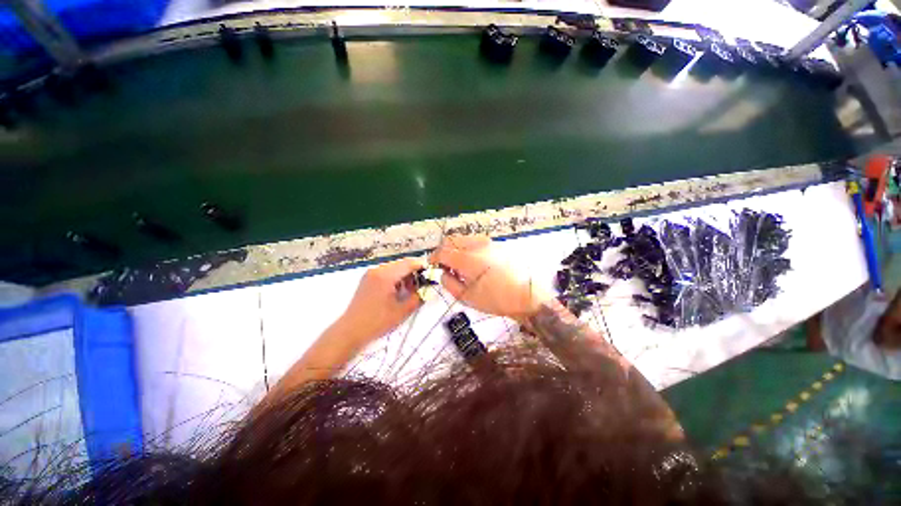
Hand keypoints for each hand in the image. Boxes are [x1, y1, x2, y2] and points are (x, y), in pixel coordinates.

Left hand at [336, 257, 426, 345]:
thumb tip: (430, 288)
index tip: (433, 275)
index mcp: (386, 275)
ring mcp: (371, 273)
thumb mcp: (402, 310)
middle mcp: (378, 269)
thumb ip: (419, 296)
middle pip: (402, 264)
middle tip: (423, 285)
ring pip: (395, 268)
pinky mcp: (368, 279)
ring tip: (411, 291)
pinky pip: (387, 273)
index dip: (423, 267)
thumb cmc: (377, 321)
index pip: (409, 263)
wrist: (350, 331)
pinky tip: (399, 291)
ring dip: (406, 276)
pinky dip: (397, 278)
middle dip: (415, 272)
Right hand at [430, 235, 551, 321]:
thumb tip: (443, 273)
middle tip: (445, 265)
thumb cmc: (496, 299)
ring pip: (463, 239)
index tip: (432, 264)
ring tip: (459, 265)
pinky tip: (472, 262)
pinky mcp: (496, 244)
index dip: (434, 257)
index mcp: (468, 259)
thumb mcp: (467, 297)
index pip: (443, 251)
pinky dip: (467, 248)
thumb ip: (449, 283)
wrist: (526, 295)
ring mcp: (488, 242)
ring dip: (456, 248)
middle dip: (444, 251)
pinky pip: (475, 241)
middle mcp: (477, 245)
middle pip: (452, 240)